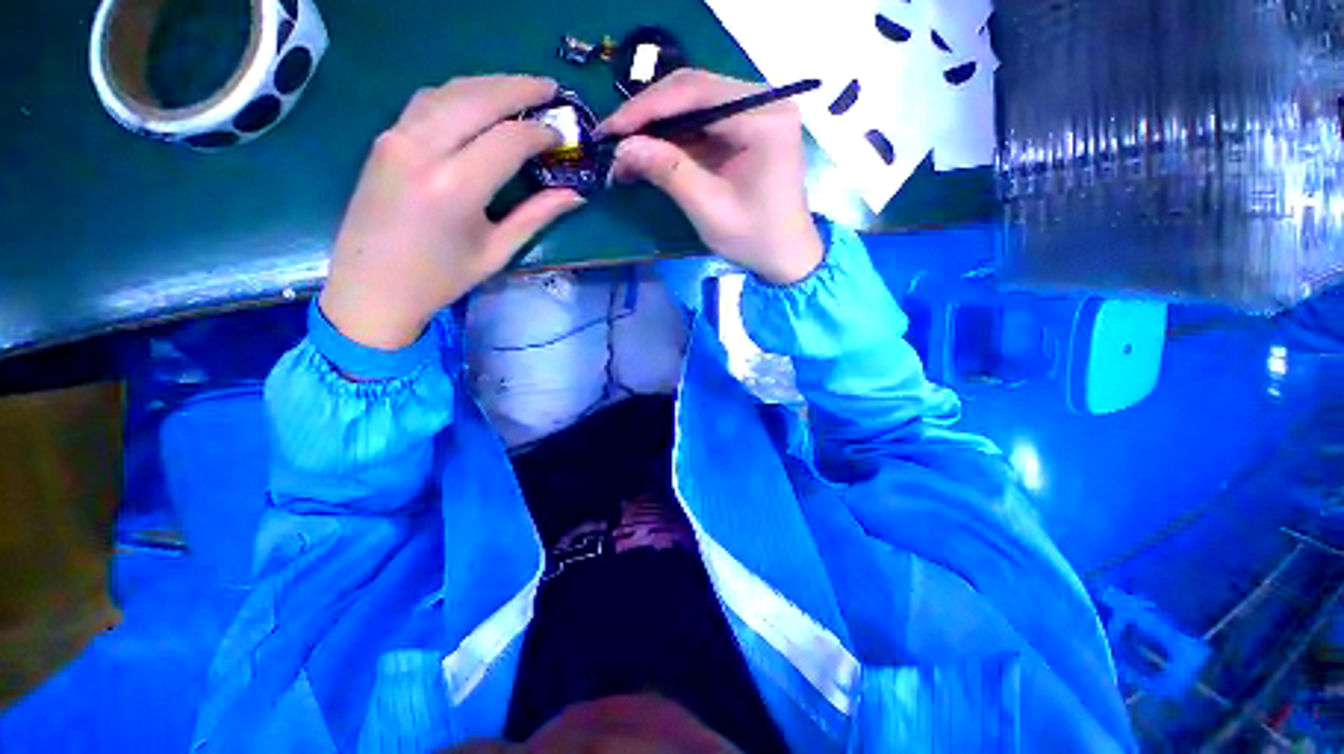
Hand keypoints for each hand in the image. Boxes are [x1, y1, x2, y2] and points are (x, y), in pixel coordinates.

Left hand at [319, 76, 585, 349]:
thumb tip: (575, 194)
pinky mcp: (384, 139)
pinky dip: (459, 93)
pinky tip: (478, 101)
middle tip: (551, 88)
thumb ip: (536, 216)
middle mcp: (422, 149)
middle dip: (520, 87)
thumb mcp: (496, 252)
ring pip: (450, 90)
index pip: (509, 139)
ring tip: (520, 88)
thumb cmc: (440, 278)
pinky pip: (427, 100)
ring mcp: (396, 138)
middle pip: (478, 98)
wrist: (371, 287)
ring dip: (489, 84)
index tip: (562, 136)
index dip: (541, 132)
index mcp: (455, 187)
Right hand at [599, 69, 822, 284]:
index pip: (696, 93)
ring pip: (694, 104)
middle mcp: (764, 101)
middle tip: (612, 138)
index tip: (609, 129)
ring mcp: (757, 112)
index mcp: (764, 117)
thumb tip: (622, 147)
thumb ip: (668, 172)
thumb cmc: (755, 238)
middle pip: (694, 90)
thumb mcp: (709, 209)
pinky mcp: (748, 128)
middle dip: (648, 115)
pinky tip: (651, 153)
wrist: (786, 256)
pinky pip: (703, 123)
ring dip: (658, 126)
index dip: (646, 108)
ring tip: (625, 149)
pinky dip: (674, 138)